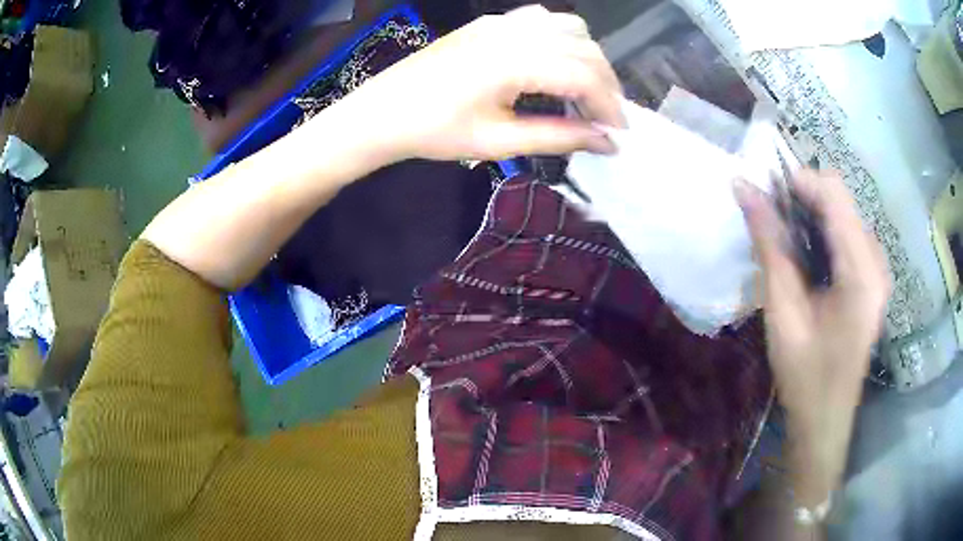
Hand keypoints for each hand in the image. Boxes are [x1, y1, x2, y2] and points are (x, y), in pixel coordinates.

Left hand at [339, 6, 625, 161]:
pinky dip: (564, 40)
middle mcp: (513, 31)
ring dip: (589, 58)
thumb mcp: (498, 141)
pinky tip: (558, 64)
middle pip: (584, 47)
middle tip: (607, 119)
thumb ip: (558, 137)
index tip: (619, 134)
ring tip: (587, 93)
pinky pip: (543, 20)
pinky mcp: (490, 22)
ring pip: (569, 27)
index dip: (609, 105)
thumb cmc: (434, 131)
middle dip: (606, 83)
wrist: (383, 111)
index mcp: (514, 60)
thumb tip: (605, 142)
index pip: (584, 75)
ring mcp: (500, 21)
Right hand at [735, 170, 889, 504]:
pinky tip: (806, 260)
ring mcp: (877, 269)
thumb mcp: (783, 310)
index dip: (797, 182)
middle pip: (840, 199)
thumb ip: (769, 245)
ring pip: (843, 213)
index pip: (834, 194)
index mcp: (862, 271)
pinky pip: (847, 234)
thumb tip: (743, 187)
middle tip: (771, 221)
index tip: (764, 195)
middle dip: (803, 199)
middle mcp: (877, 261)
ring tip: (785, 243)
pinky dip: (822, 233)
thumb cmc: (805, 375)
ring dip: (811, 216)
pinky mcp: (872, 278)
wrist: (825, 419)